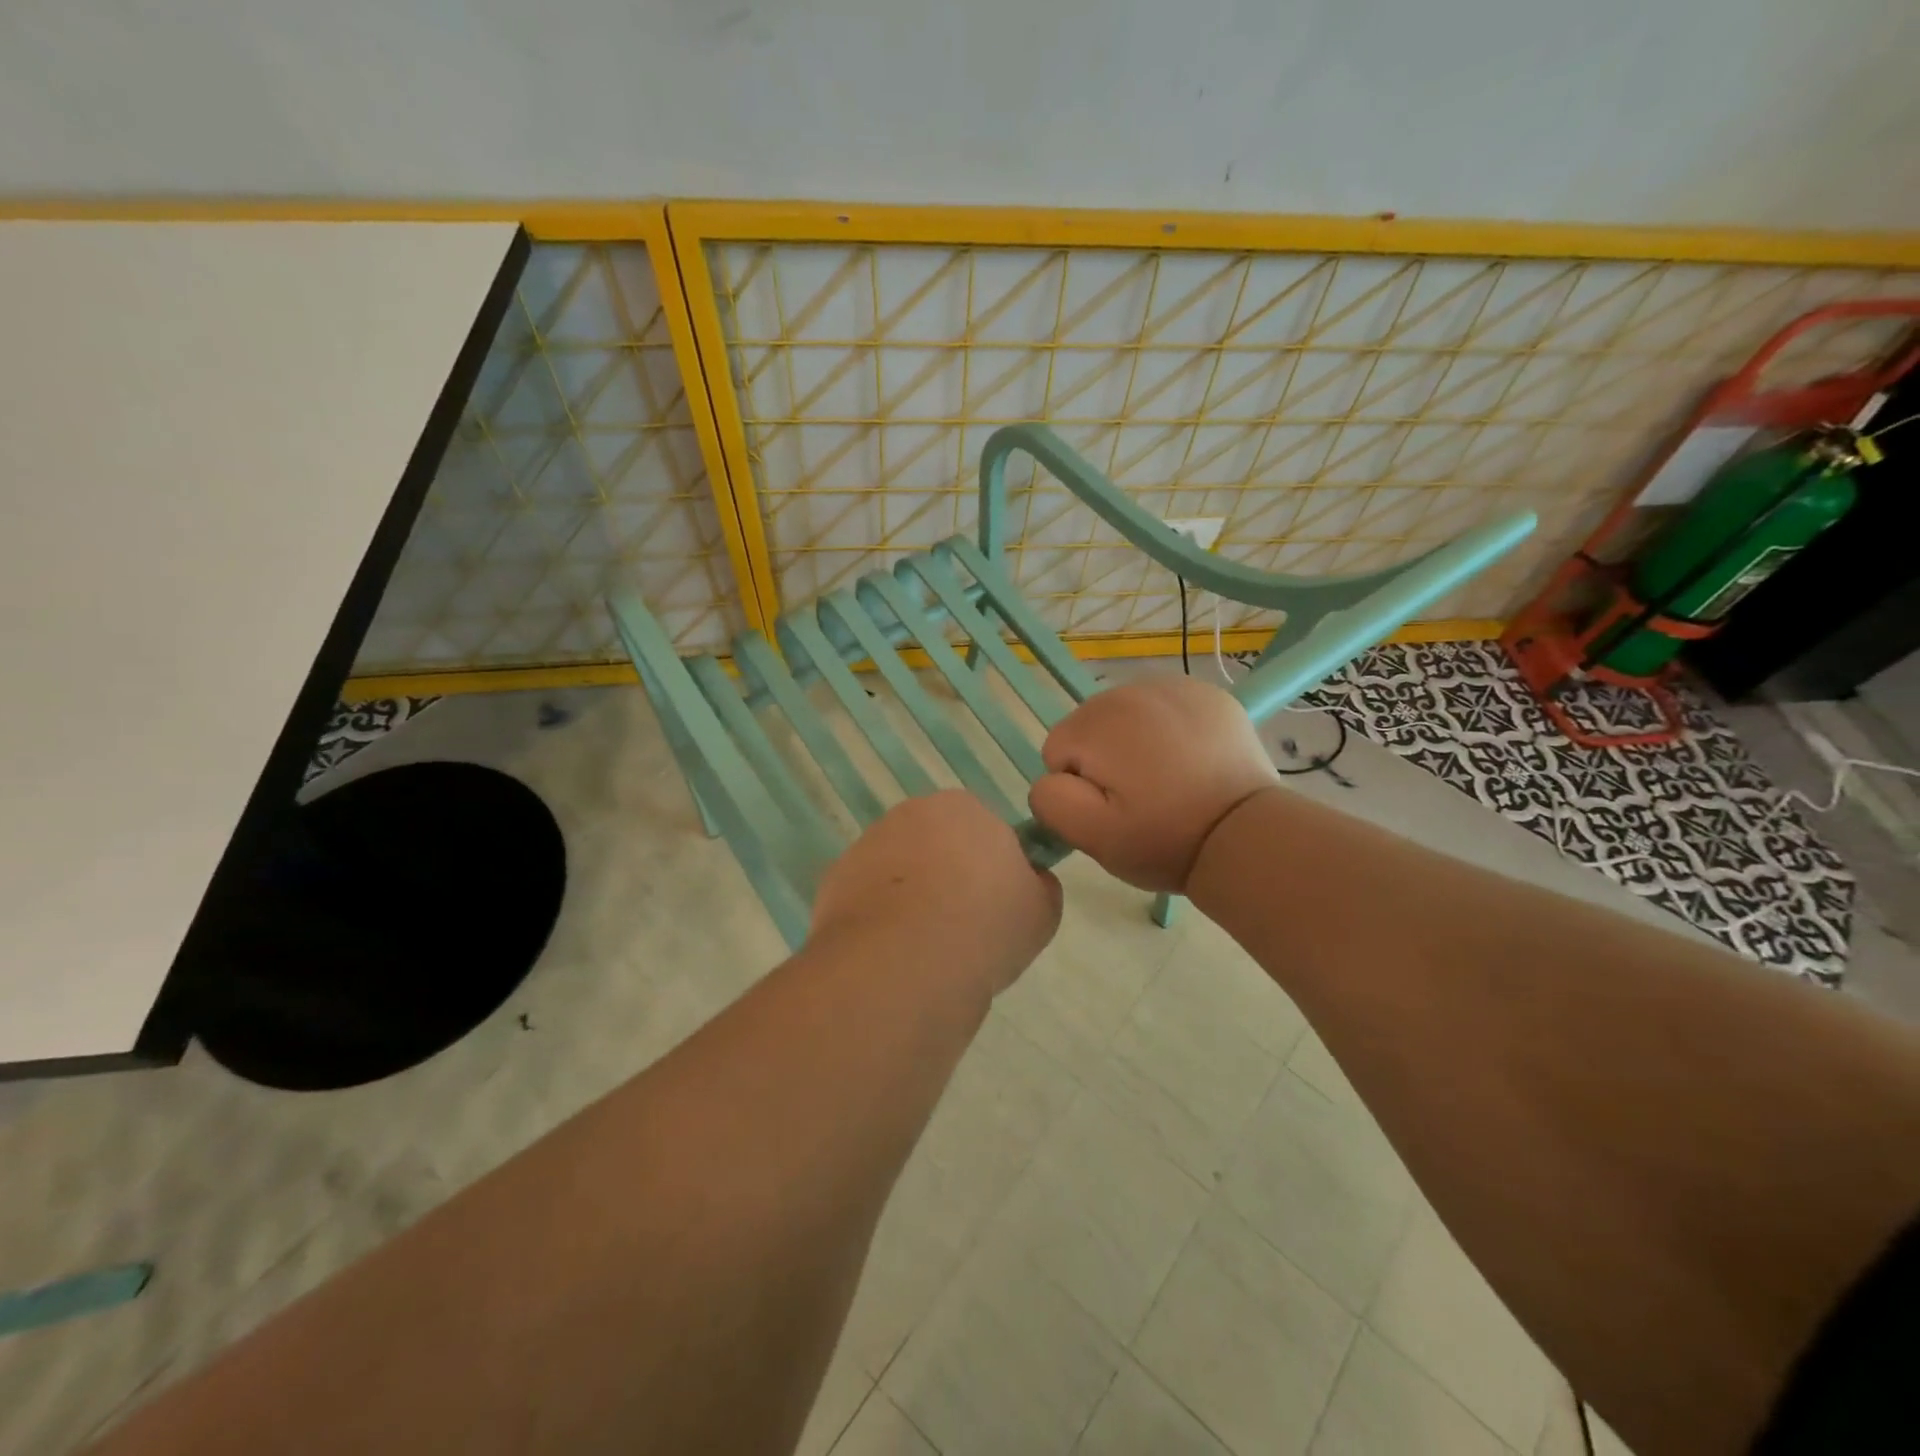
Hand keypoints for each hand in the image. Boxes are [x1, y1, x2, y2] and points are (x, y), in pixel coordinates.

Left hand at [810, 790, 1062, 994]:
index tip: (996, 907)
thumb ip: (1039, 885)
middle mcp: (911, 814)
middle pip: (936, 844)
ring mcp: (867, 844)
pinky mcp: (834, 879)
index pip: (984, 830)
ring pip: (899, 870)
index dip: (992, 869)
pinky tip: (891, 954)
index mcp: (964, 808)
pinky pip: (867, 897)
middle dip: (947, 877)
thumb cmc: (986, 927)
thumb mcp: (1042, 911)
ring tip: (925, 950)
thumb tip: (1029, 880)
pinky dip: (878, 919)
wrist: (904, 964)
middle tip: (963, 929)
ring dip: (910, 898)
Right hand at [1028, 676, 1279, 892]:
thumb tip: (1051, 779)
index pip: (1058, 751)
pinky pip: (1166, 709)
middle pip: (1091, 727)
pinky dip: (1169, 731)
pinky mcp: (1207, 694)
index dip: (1079, 787)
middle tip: (1141, 798)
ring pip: (1127, 716)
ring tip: (1167, 781)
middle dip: (1105, 760)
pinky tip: (1190, 762)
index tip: (1114, 810)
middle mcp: (1130, 690)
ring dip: (1135, 743)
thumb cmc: (1164, 838)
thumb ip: (1051, 801)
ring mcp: (1173, 686)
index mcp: (1096, 722)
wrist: (1246, 835)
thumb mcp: (1093, 836)